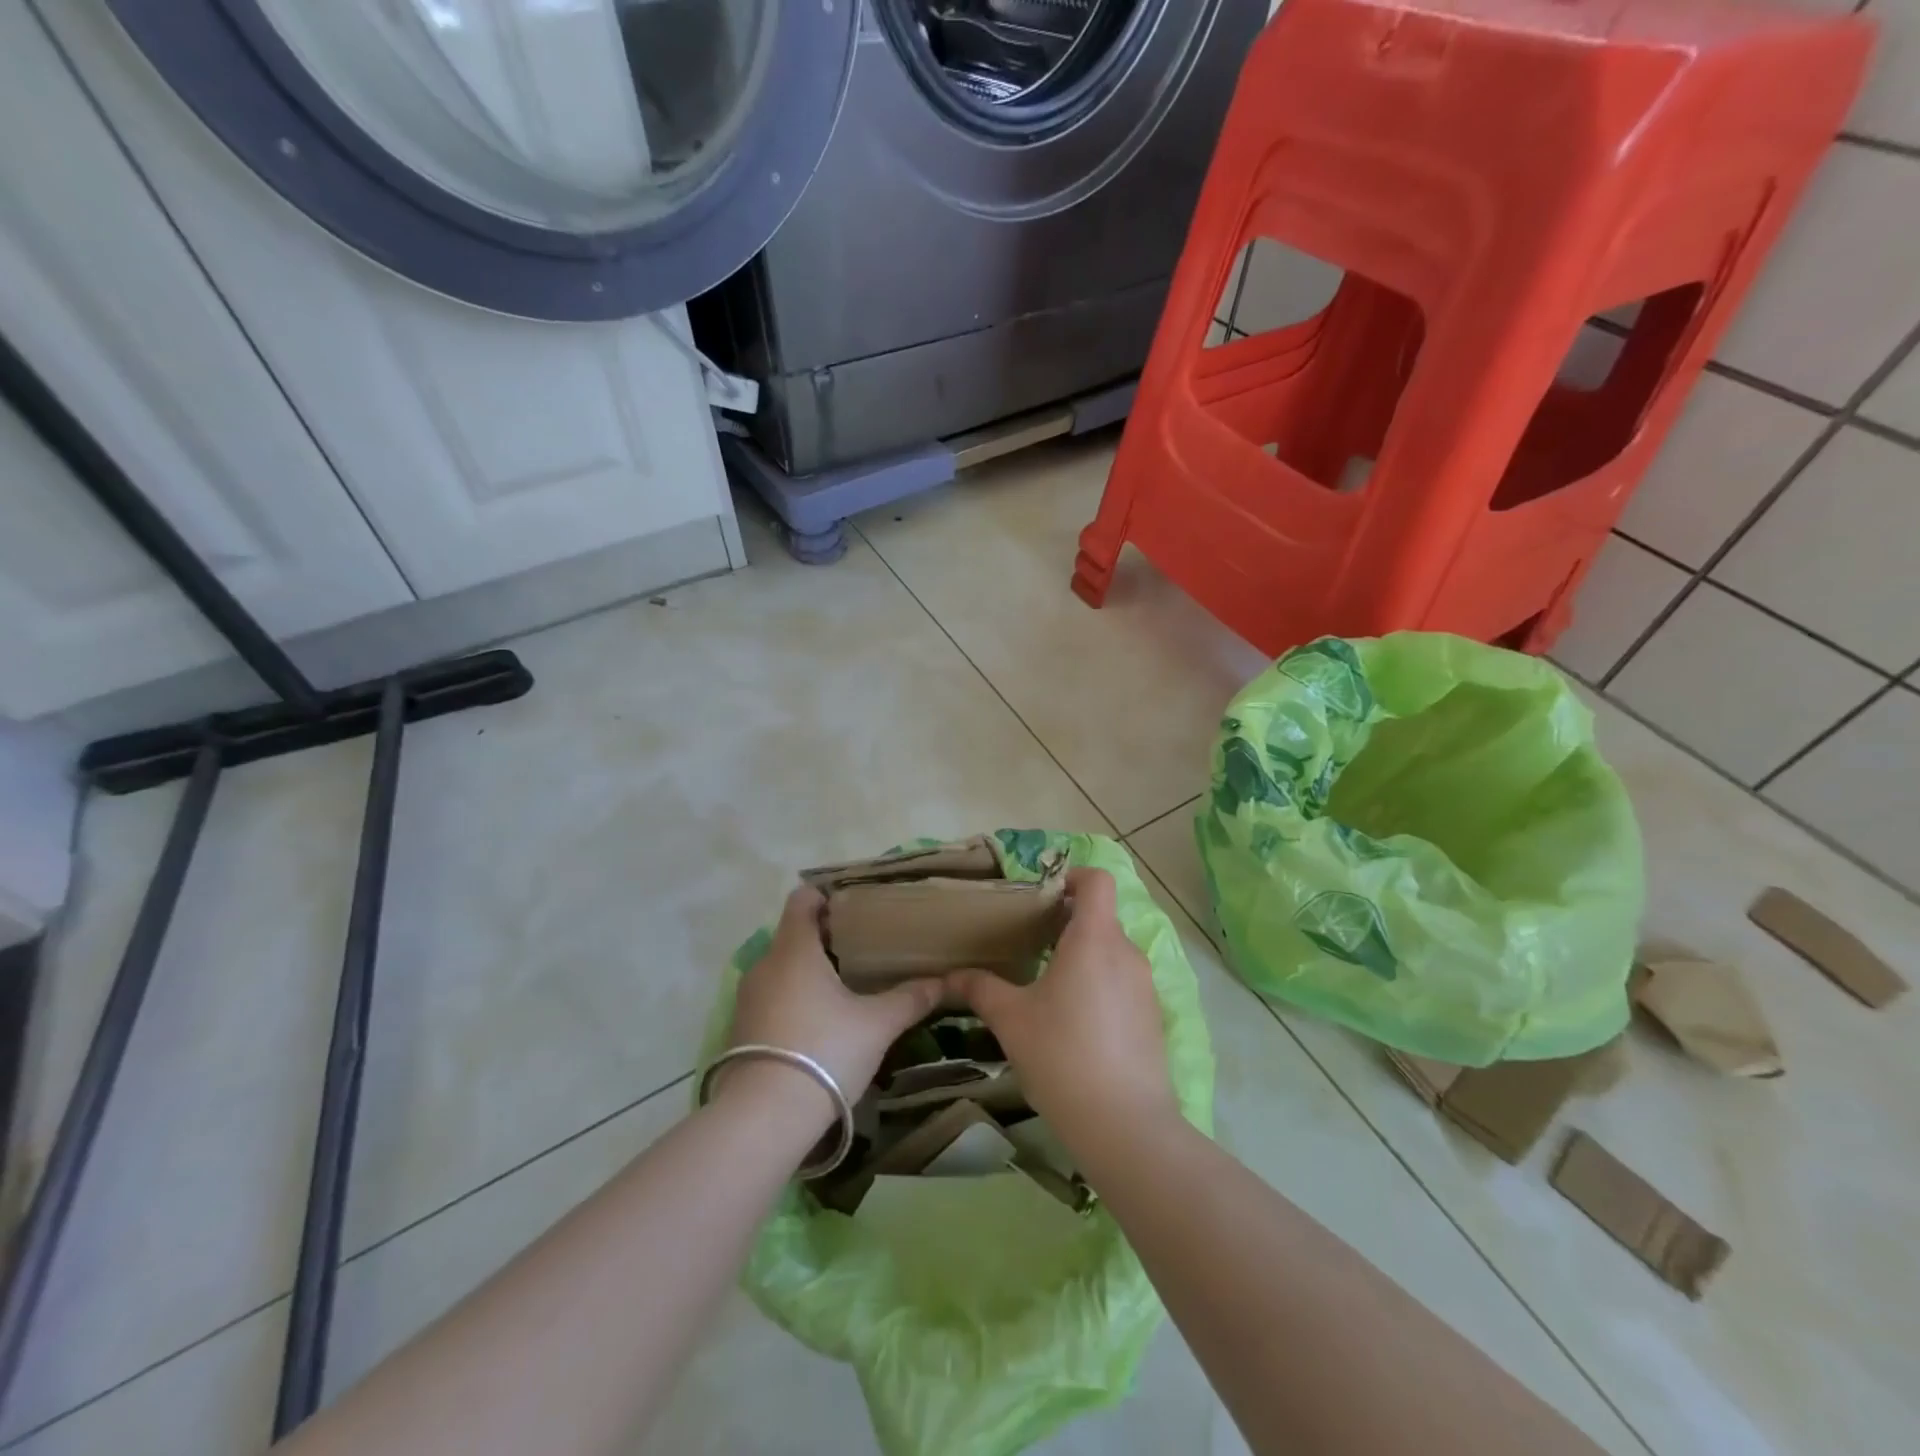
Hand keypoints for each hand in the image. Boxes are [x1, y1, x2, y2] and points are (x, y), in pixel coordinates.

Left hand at [719, 886, 944, 1123]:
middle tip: (864, 949)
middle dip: (826, 938)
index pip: (802, 899)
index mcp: (794, 949)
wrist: (763, 1118)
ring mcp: (748, 999)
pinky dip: (794, 999)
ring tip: (845, 987)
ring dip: (809, 972)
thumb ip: (909, 999)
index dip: (826, 896)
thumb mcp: (876, 1025)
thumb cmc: (824, 1051)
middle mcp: (765, 965)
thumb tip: (942, 982)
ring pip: (782, 969)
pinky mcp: (741, 1031)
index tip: (855, 907)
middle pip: (794, 935)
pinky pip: (772, 998)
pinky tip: (820, 1024)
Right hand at [948, 867, 1176, 1155]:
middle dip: (1068, 925)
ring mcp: (1145, 987)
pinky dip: (1102, 988)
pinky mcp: (1153, 1018)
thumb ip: (980, 989)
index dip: (1074, 877)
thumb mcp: (1011, 1020)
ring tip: (1051, 989)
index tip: (1046, 896)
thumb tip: (950, 976)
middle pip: (1101, 919)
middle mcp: (1126, 953)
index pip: (1097, 881)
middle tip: (1032, 946)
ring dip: (1084, 959)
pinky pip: (1124, 985)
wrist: (1125, 1126)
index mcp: (1093, 940)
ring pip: (1112, 954)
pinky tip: (1078, 1026)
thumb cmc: (1061, 1056)